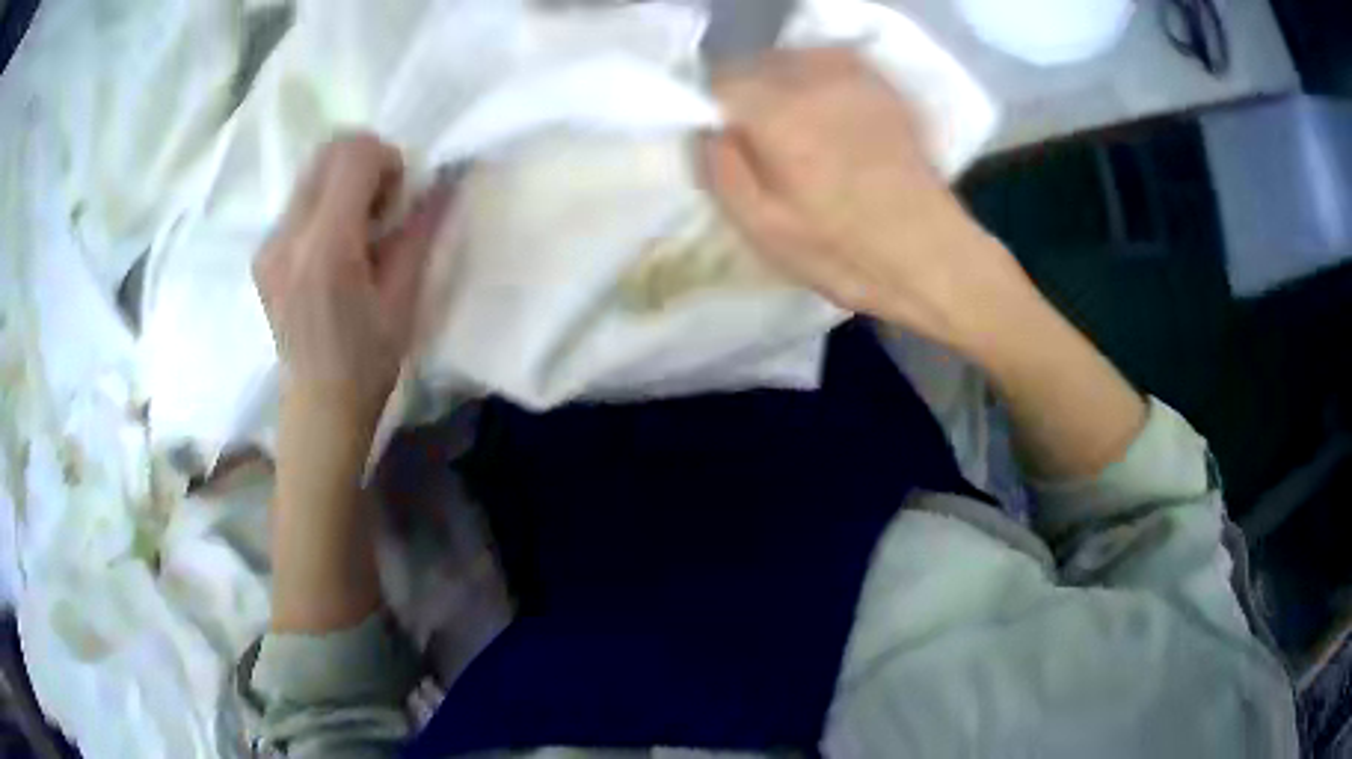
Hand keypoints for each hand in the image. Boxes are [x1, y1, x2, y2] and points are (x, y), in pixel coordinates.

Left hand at [254, 133, 451, 424]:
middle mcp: (287, 237)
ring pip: (311, 171)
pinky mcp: (262, 253)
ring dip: (344, 181)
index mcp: (326, 250)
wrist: (318, 407)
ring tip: (359, 229)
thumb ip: (421, 229)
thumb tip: (447, 178)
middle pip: (327, 152)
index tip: (400, 196)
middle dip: (364, 162)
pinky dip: (325, 202)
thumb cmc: (368, 363)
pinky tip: (336, 246)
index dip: (387, 160)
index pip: (353, 157)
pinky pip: (299, 199)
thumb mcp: (405, 298)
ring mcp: (268, 244)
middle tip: (382, 206)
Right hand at [705, 49, 1031, 353]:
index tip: (727, 146)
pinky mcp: (884, 86)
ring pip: (793, 62)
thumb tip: (708, 128)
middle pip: (756, 66)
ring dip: (782, 89)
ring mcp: (856, 77)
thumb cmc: (846, 254)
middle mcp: (816, 79)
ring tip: (800, 136)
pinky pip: (830, 66)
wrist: (934, 256)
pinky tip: (832, 124)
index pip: (719, 84)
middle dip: (748, 99)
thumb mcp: (762, 229)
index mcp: (779, 114)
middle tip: (764, 147)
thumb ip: (720, 168)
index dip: (714, 114)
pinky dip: (818, 85)